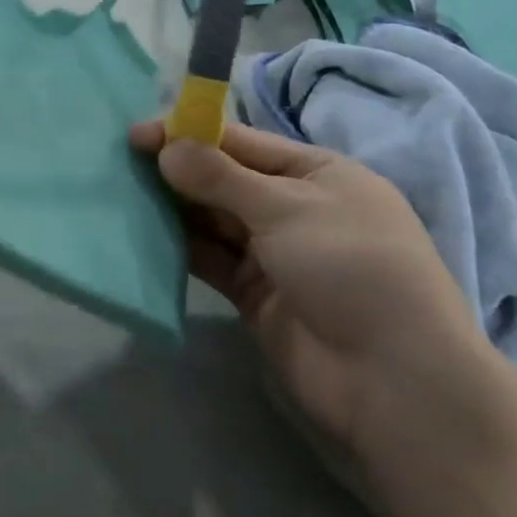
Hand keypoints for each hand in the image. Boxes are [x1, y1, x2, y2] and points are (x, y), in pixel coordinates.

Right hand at [130, 121, 503, 477]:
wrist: (393, 381)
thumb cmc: (351, 267)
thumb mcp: (286, 208)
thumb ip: (220, 177)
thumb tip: (167, 149)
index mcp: (318, 173)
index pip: (243, 142)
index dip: (190, 134)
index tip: (139, 135)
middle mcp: (295, 208)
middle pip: (225, 179)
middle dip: (178, 170)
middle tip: (123, 164)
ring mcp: (275, 254)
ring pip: (214, 220)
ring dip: (175, 207)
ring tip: (125, 194)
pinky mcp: (256, 295)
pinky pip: (211, 259)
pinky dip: (182, 247)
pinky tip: (146, 235)